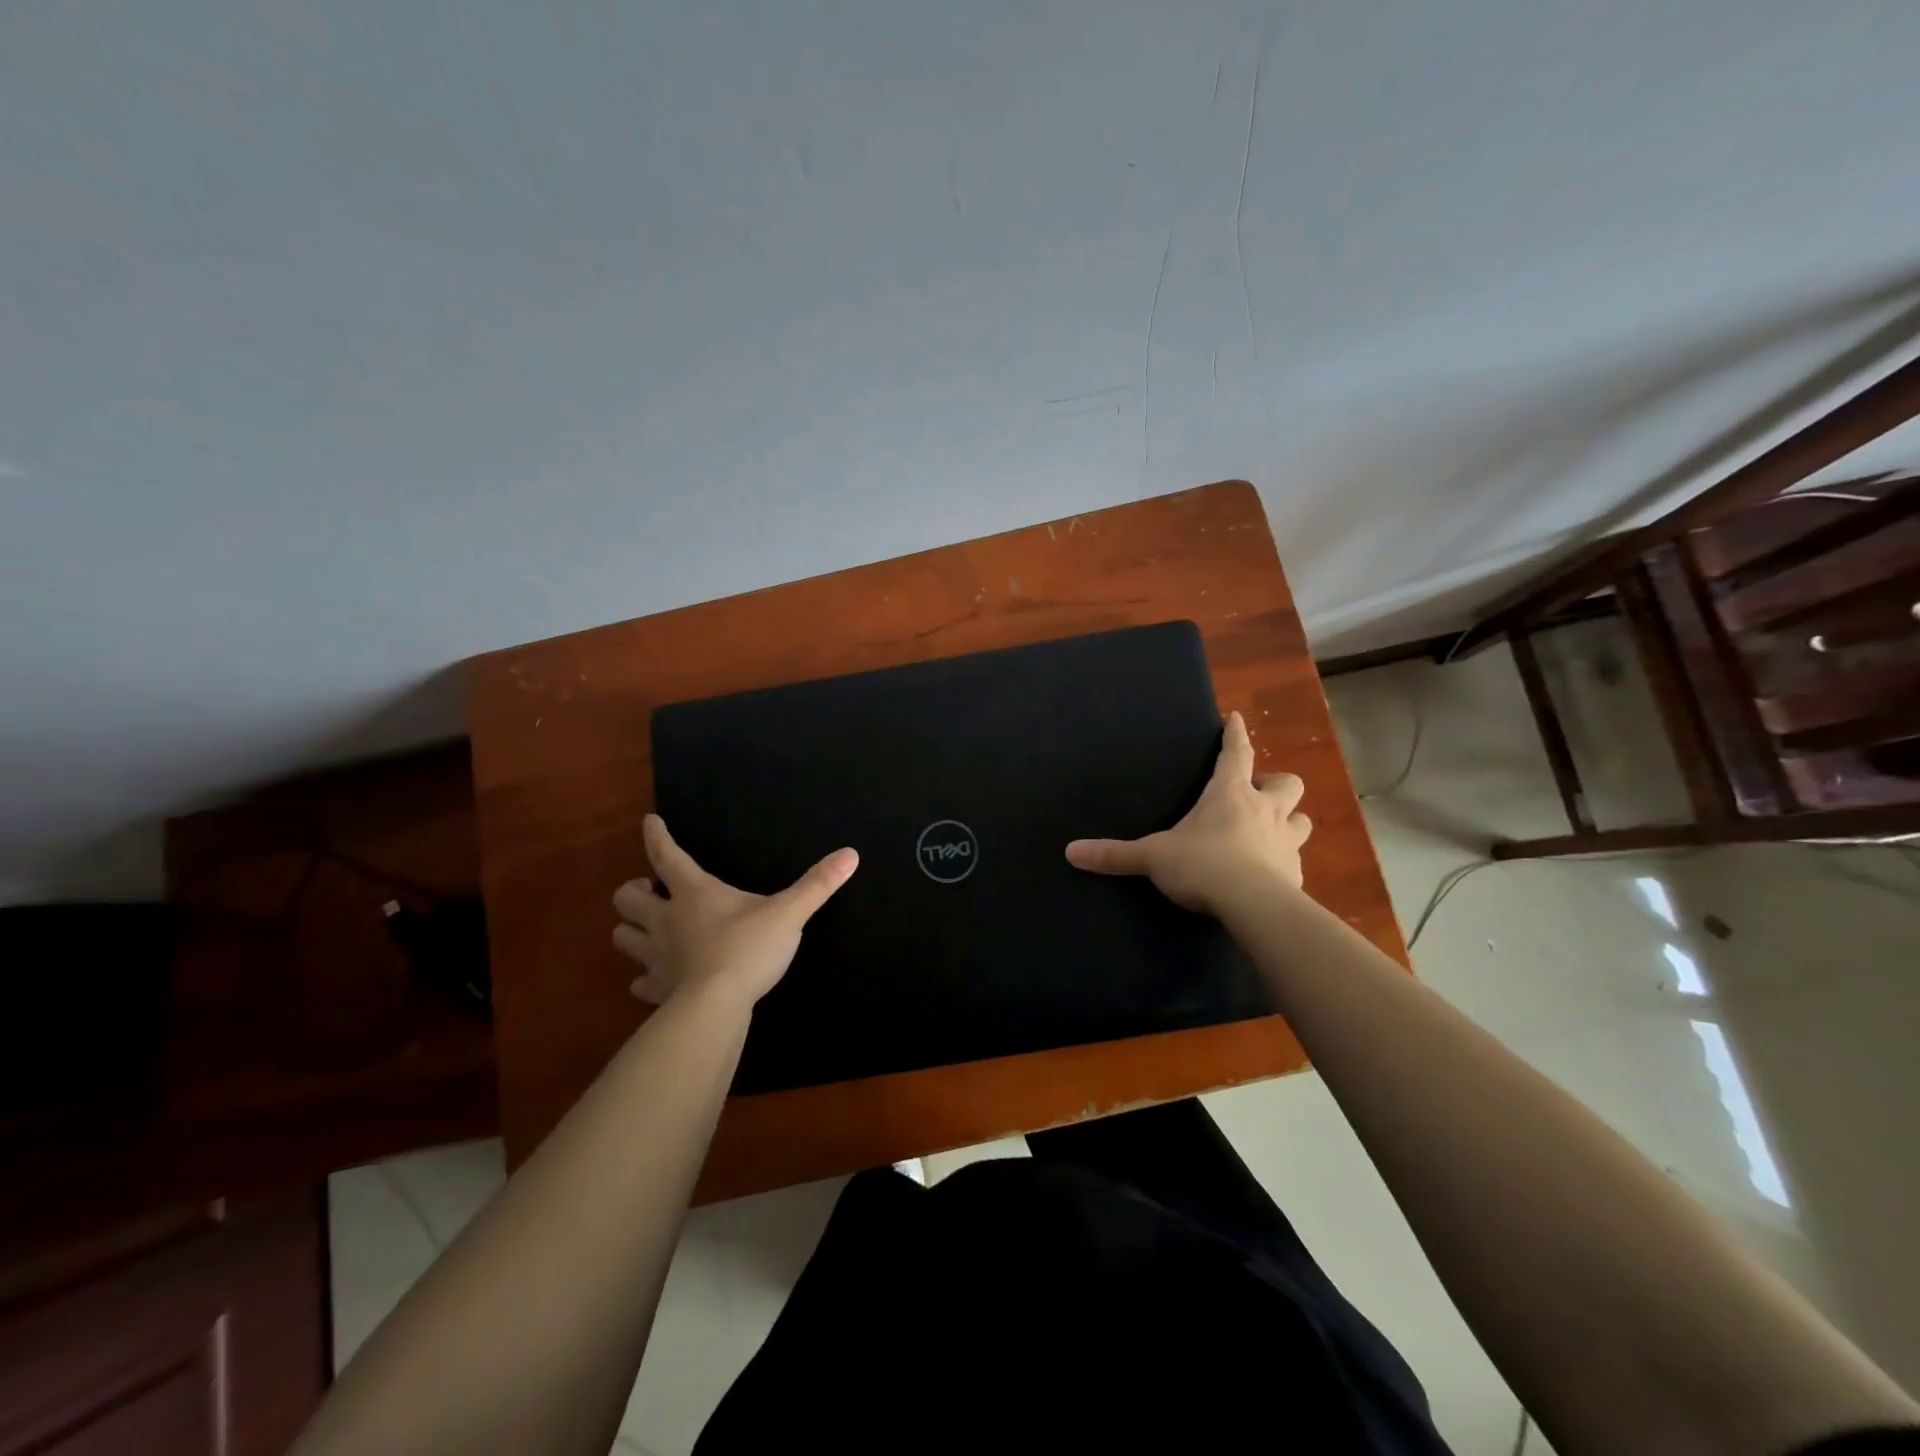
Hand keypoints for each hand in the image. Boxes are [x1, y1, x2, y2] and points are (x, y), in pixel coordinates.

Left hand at [612, 814, 857, 1006]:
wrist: (716, 1008)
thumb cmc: (749, 949)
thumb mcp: (789, 913)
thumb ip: (818, 884)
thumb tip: (850, 854)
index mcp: (694, 893)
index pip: (666, 856)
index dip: (656, 836)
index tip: (649, 821)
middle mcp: (667, 920)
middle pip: (627, 899)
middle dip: (633, 891)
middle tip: (650, 891)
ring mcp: (657, 957)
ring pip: (623, 938)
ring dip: (631, 931)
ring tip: (647, 929)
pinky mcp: (658, 990)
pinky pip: (640, 983)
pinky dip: (643, 979)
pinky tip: (654, 980)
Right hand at [1065, 711, 1310, 915]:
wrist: (1253, 905)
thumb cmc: (1203, 865)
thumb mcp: (1153, 857)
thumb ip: (1115, 854)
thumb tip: (1070, 851)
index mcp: (1230, 795)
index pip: (1236, 754)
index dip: (1236, 735)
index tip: (1237, 718)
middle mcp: (1265, 810)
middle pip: (1287, 784)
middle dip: (1276, 784)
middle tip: (1258, 794)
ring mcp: (1285, 842)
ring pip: (1302, 820)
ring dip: (1290, 821)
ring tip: (1270, 831)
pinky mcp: (1296, 874)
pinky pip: (1295, 861)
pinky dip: (1285, 862)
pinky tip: (1270, 874)